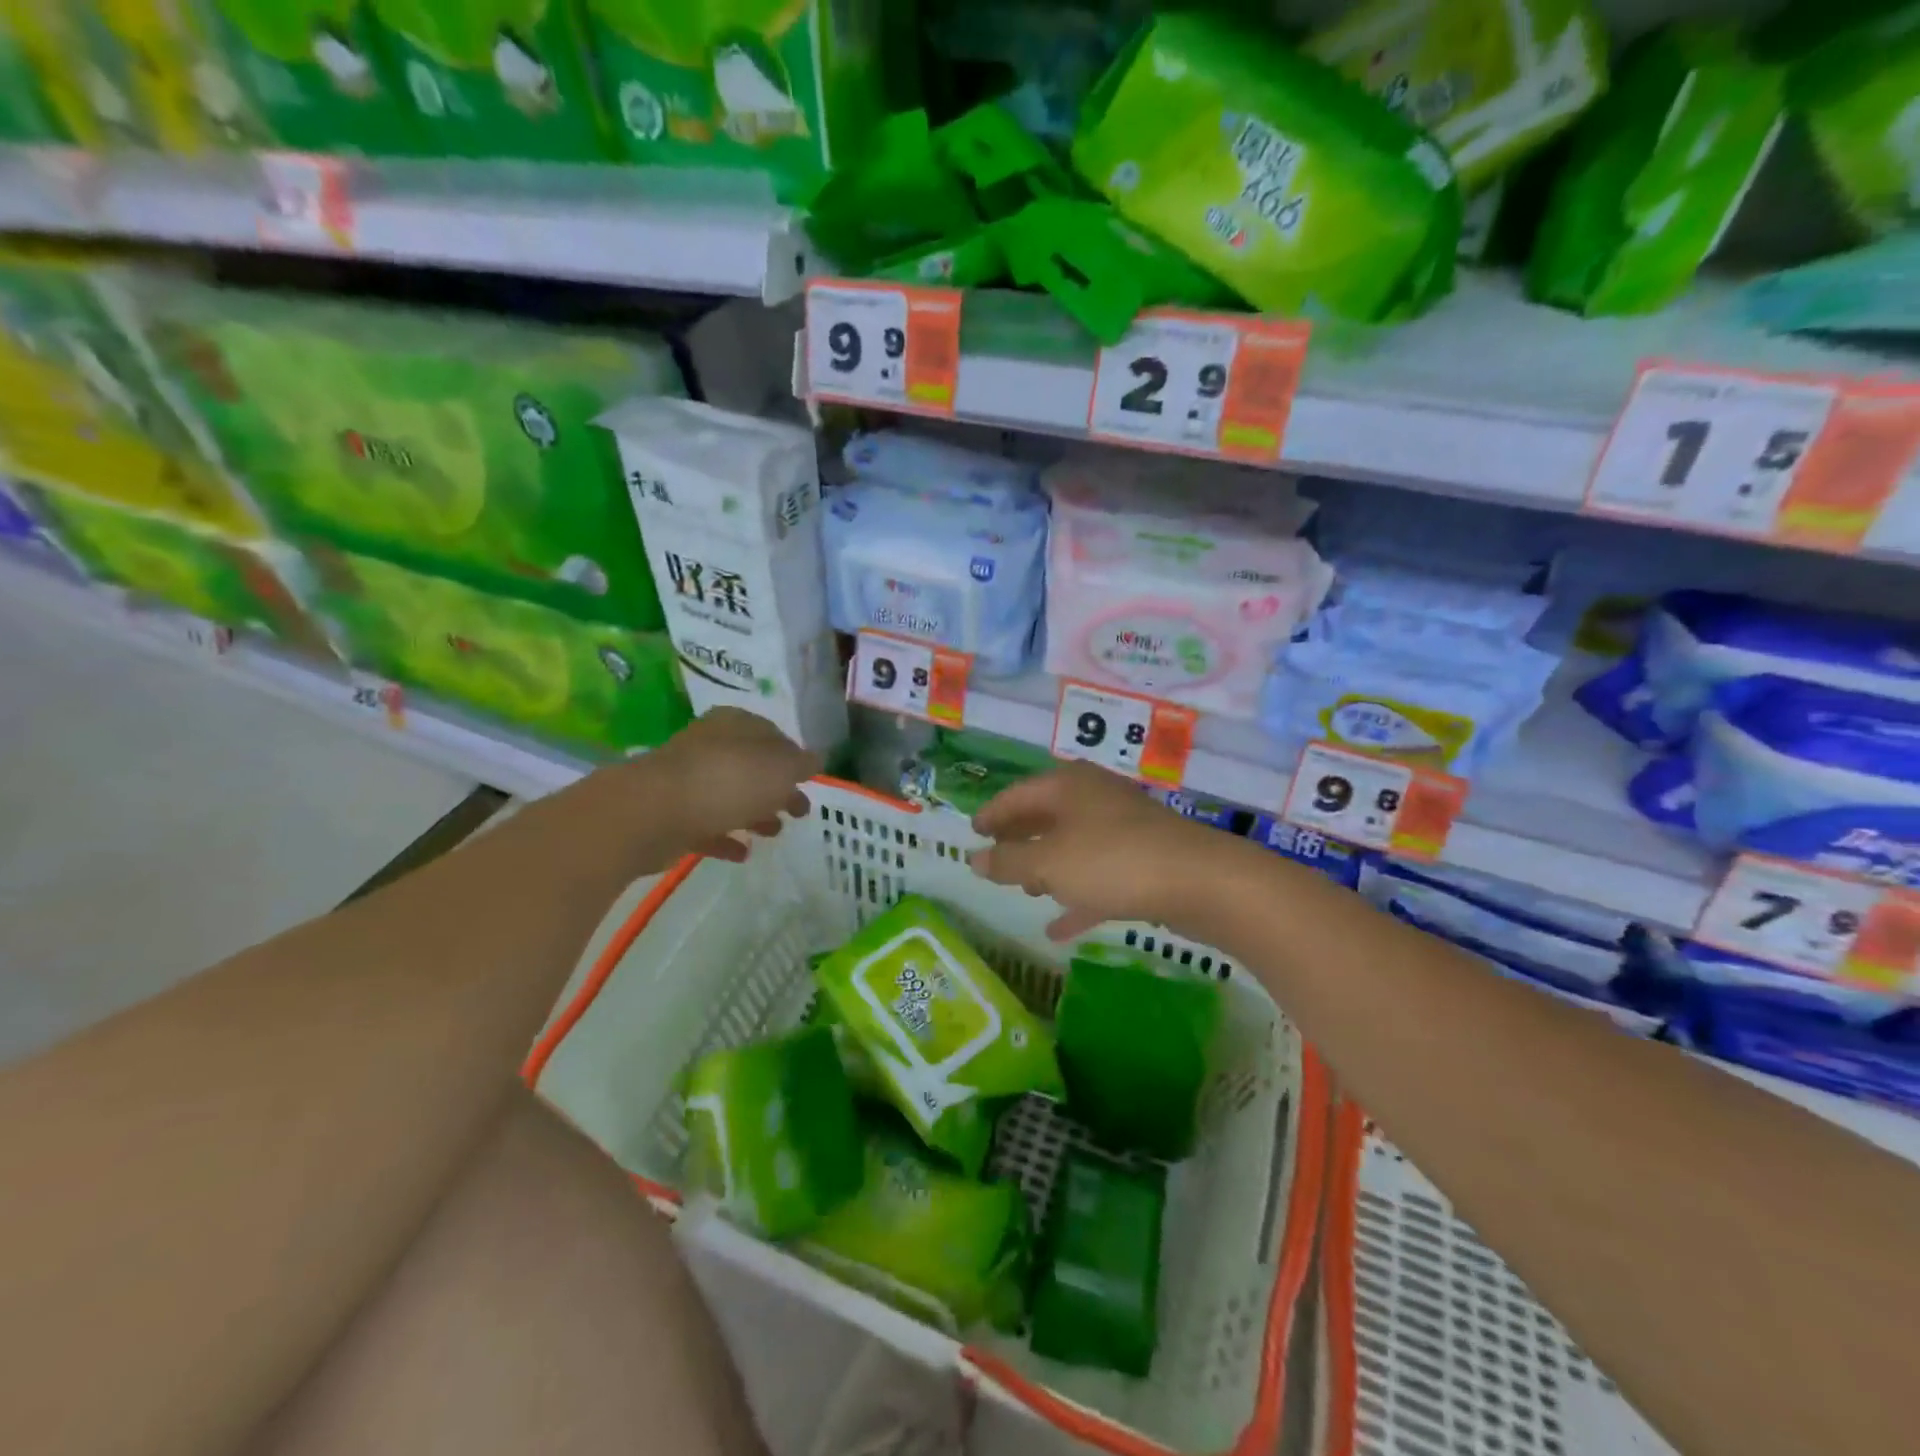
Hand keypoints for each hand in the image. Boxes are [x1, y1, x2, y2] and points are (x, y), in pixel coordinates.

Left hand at [646, 709, 819, 862]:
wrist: (654, 813)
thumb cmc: (727, 780)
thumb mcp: (780, 767)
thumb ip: (801, 763)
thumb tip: (816, 759)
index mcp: (736, 725)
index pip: (771, 734)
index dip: (792, 756)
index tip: (808, 779)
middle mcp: (710, 746)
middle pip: (752, 766)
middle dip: (777, 788)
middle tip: (801, 811)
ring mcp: (688, 781)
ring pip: (730, 796)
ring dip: (755, 813)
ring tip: (775, 833)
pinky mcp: (672, 816)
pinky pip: (707, 826)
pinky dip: (727, 837)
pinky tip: (744, 853)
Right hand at [969, 761, 1229, 939]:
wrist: (1201, 881)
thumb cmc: (1112, 861)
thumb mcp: (1049, 864)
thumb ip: (1008, 862)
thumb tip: (972, 858)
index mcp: (1067, 786)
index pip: (1017, 794)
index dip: (992, 814)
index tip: (972, 832)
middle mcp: (1094, 798)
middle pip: (1046, 816)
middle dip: (1020, 839)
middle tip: (995, 860)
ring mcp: (1122, 828)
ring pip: (1073, 845)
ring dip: (1048, 867)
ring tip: (1026, 891)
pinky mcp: (1143, 859)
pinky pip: (1098, 875)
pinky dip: (1076, 895)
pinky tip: (1059, 928)